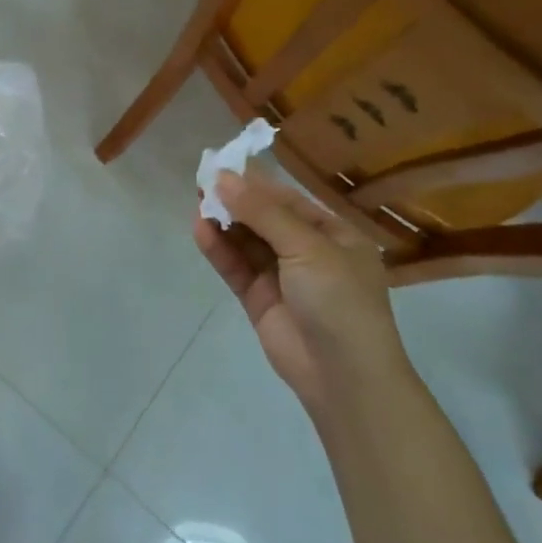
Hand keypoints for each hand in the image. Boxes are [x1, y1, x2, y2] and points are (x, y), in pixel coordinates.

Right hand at [193, 169, 405, 406]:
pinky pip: (236, 267)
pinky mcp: (260, 299)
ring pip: (247, 241)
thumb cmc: (339, 301)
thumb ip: (262, 212)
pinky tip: (199, 229)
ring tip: (196, 201)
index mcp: (334, 236)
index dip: (256, 182)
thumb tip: (222, 178)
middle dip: (236, 201)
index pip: (288, 200)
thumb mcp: (307, 248)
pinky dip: (218, 249)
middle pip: (265, 218)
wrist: (345, 378)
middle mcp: (308, 252)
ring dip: (224, 222)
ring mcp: (282, 277)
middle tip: (201, 180)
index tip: (222, 164)